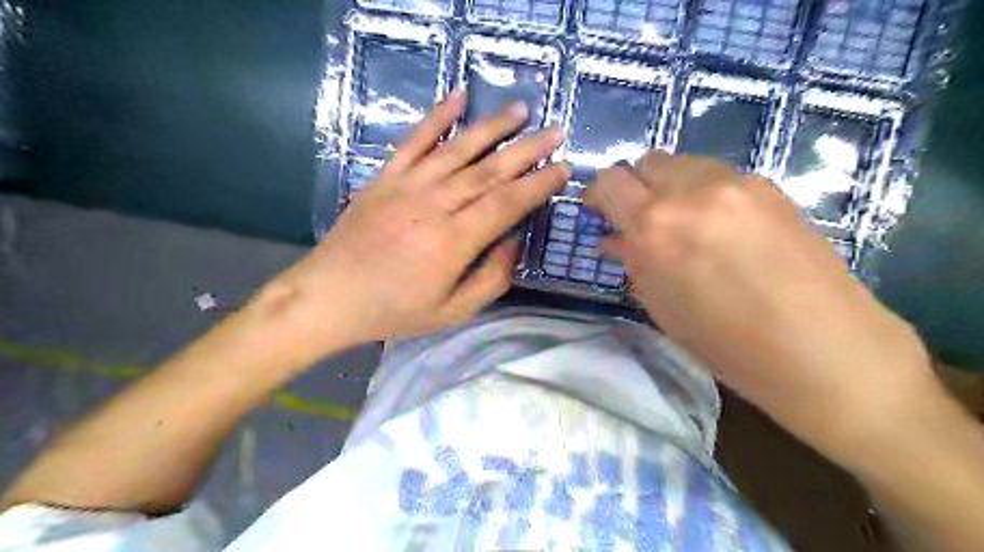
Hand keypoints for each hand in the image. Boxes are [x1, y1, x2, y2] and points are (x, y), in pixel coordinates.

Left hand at [261, 91, 568, 353]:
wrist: (329, 297)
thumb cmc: (394, 310)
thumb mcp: (452, 311)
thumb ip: (491, 278)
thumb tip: (514, 239)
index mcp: (453, 242)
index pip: (507, 203)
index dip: (538, 185)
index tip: (562, 168)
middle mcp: (434, 205)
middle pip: (490, 170)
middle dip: (527, 150)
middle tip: (556, 132)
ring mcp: (407, 186)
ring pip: (458, 149)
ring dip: (492, 127)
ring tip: (521, 110)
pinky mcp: (385, 177)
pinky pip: (414, 140)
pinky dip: (436, 116)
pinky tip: (457, 96)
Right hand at [583, 152, 936, 464]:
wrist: (821, 348)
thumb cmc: (725, 342)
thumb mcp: (660, 304)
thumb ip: (632, 260)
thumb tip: (614, 239)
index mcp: (654, 225)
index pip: (610, 181)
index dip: (598, 194)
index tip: (600, 212)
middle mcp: (690, 190)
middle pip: (647, 161)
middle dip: (635, 187)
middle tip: (641, 220)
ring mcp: (734, 182)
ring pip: (683, 164)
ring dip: (670, 187)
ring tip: (683, 224)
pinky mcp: (768, 185)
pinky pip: (717, 176)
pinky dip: (703, 193)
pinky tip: (720, 228)